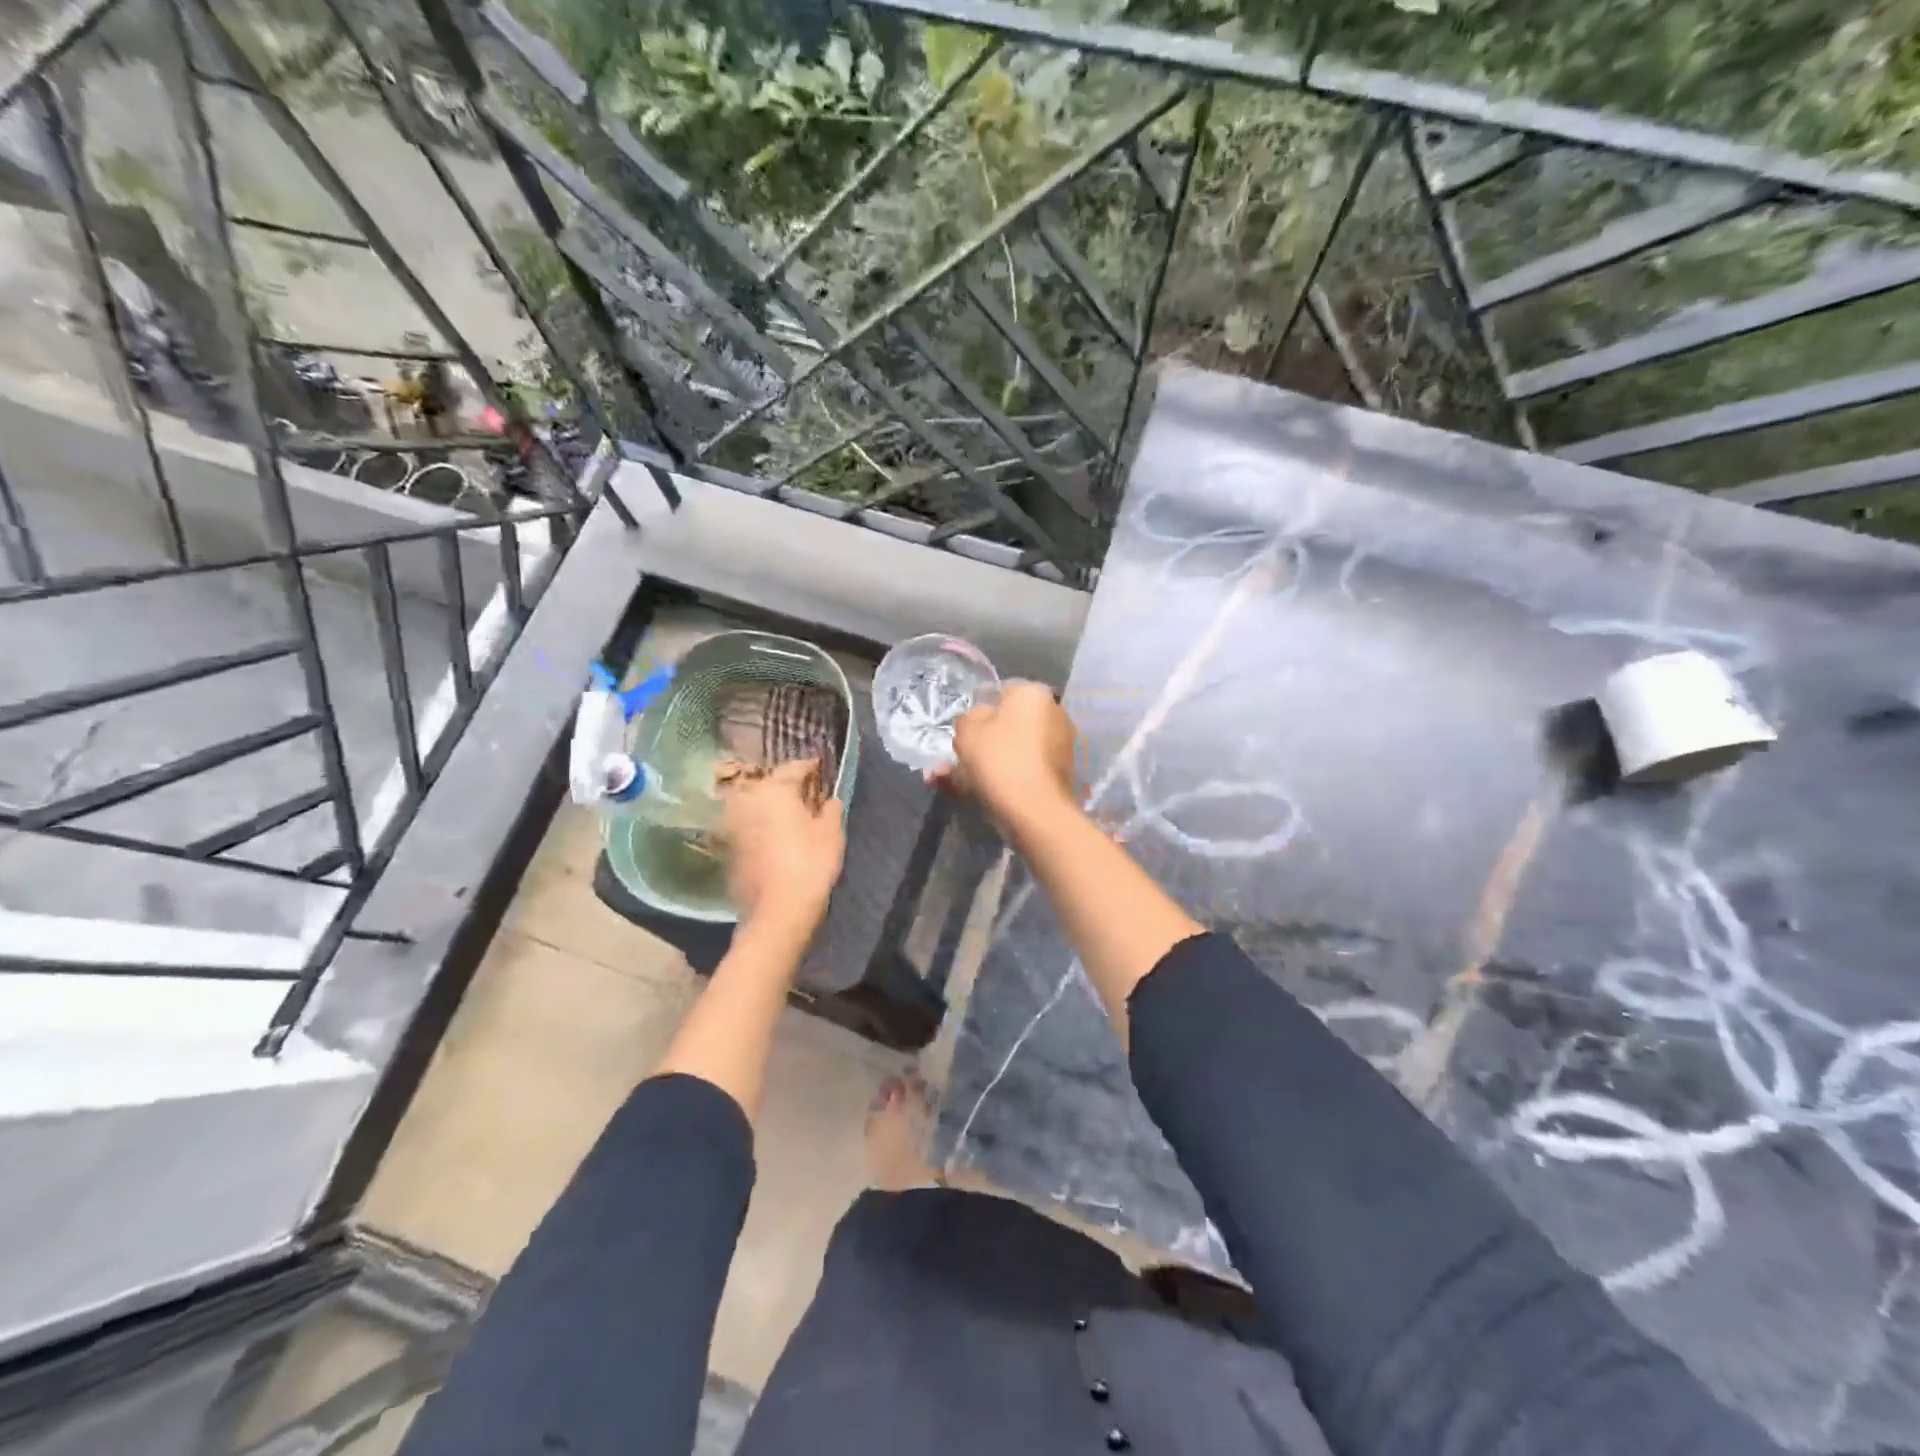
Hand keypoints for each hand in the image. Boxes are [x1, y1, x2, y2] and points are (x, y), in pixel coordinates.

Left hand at [718, 759, 843, 935]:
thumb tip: (828, 799)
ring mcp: (731, 825)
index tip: (821, 768)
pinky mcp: (726, 849)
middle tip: (805, 791)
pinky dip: (759, 827)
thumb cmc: (810, 864)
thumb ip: (830, 809)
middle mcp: (746, 800)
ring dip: (769, 806)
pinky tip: (774, 836)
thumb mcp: (831, 832)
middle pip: (768, 785)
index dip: (810, 767)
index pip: (794, 768)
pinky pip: (747, 827)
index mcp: (773, 789)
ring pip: (754, 806)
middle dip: (785, 786)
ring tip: (789, 814)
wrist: (778, 912)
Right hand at [934, 681, 1079, 833]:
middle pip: (1008, 725)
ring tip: (954, 784)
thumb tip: (978, 720)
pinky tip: (975, 794)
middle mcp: (1054, 713)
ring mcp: (1060, 746)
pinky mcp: (1060, 774)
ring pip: (1012, 751)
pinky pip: (1023, 770)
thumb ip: (967, 719)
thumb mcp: (967, 731)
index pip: (1001, 693)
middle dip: (979, 744)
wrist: (1034, 810)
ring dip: (985, 765)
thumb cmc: (999, 758)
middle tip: (954, 762)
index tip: (963, 733)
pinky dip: (1002, 779)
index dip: (978, 712)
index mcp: (1034, 693)